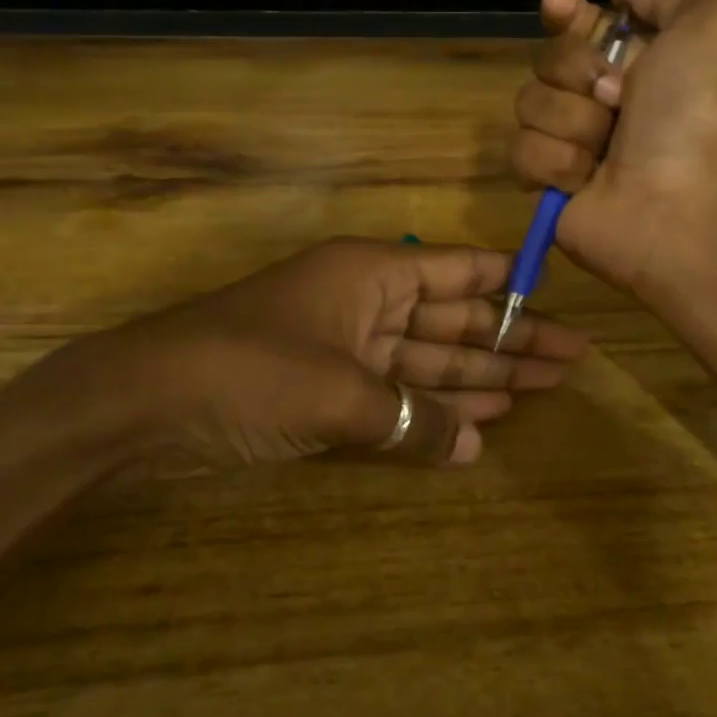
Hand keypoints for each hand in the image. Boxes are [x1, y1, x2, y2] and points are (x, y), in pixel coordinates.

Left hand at [51, 239, 587, 476]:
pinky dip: (432, 409)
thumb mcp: (341, 394)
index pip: (456, 270)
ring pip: (427, 360)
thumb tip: (474, 446)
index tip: (557, 296)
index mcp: (370, 273)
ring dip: (479, 377)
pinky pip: (396, 393)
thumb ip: (413, 419)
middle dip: (508, 341)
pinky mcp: (326, 389)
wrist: (146, 402)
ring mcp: (345, 347)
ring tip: (539, 389)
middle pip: (451, 319)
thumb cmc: (250, 370)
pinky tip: (476, 425)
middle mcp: (364, 302)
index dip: (508, 283)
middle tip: (570, 361)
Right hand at [510, 0, 716, 291]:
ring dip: (572, 122)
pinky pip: (521, 152)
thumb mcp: (710, 25)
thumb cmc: (694, 114)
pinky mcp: (546, 184)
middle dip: (579, 73)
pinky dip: (556, 162)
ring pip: (528, 105)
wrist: (679, 204)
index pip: (580, 25)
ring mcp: (569, 142)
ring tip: (607, 150)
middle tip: (618, 99)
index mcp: (634, 63)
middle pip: (546, 61)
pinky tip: (585, 181)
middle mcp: (598, 100)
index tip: (558, 4)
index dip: (565, 14)